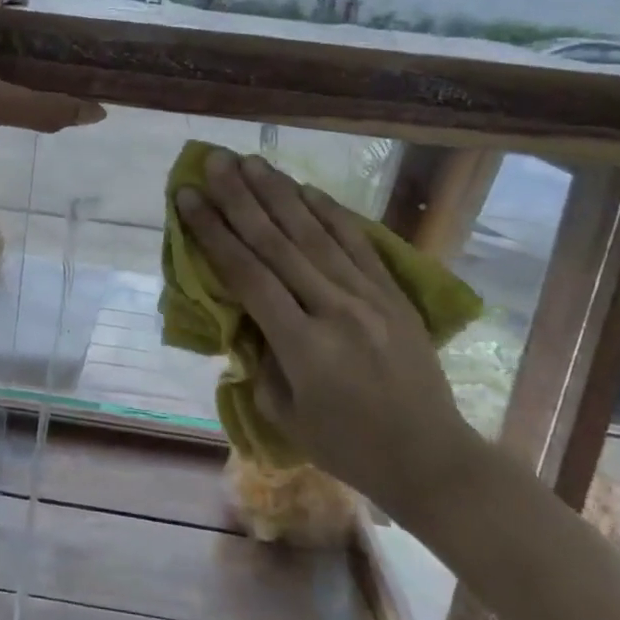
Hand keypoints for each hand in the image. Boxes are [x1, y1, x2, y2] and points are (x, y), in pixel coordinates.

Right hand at [175, 149, 481, 524]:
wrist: (431, 458)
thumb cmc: (348, 447)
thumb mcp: (284, 414)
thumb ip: (259, 358)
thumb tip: (245, 315)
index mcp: (302, 346)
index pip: (247, 275)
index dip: (213, 232)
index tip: (188, 198)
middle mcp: (335, 309)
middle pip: (278, 242)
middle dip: (240, 197)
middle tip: (214, 161)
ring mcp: (369, 297)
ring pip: (315, 233)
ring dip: (279, 193)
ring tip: (251, 161)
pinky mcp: (393, 294)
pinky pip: (357, 243)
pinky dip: (330, 212)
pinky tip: (305, 189)